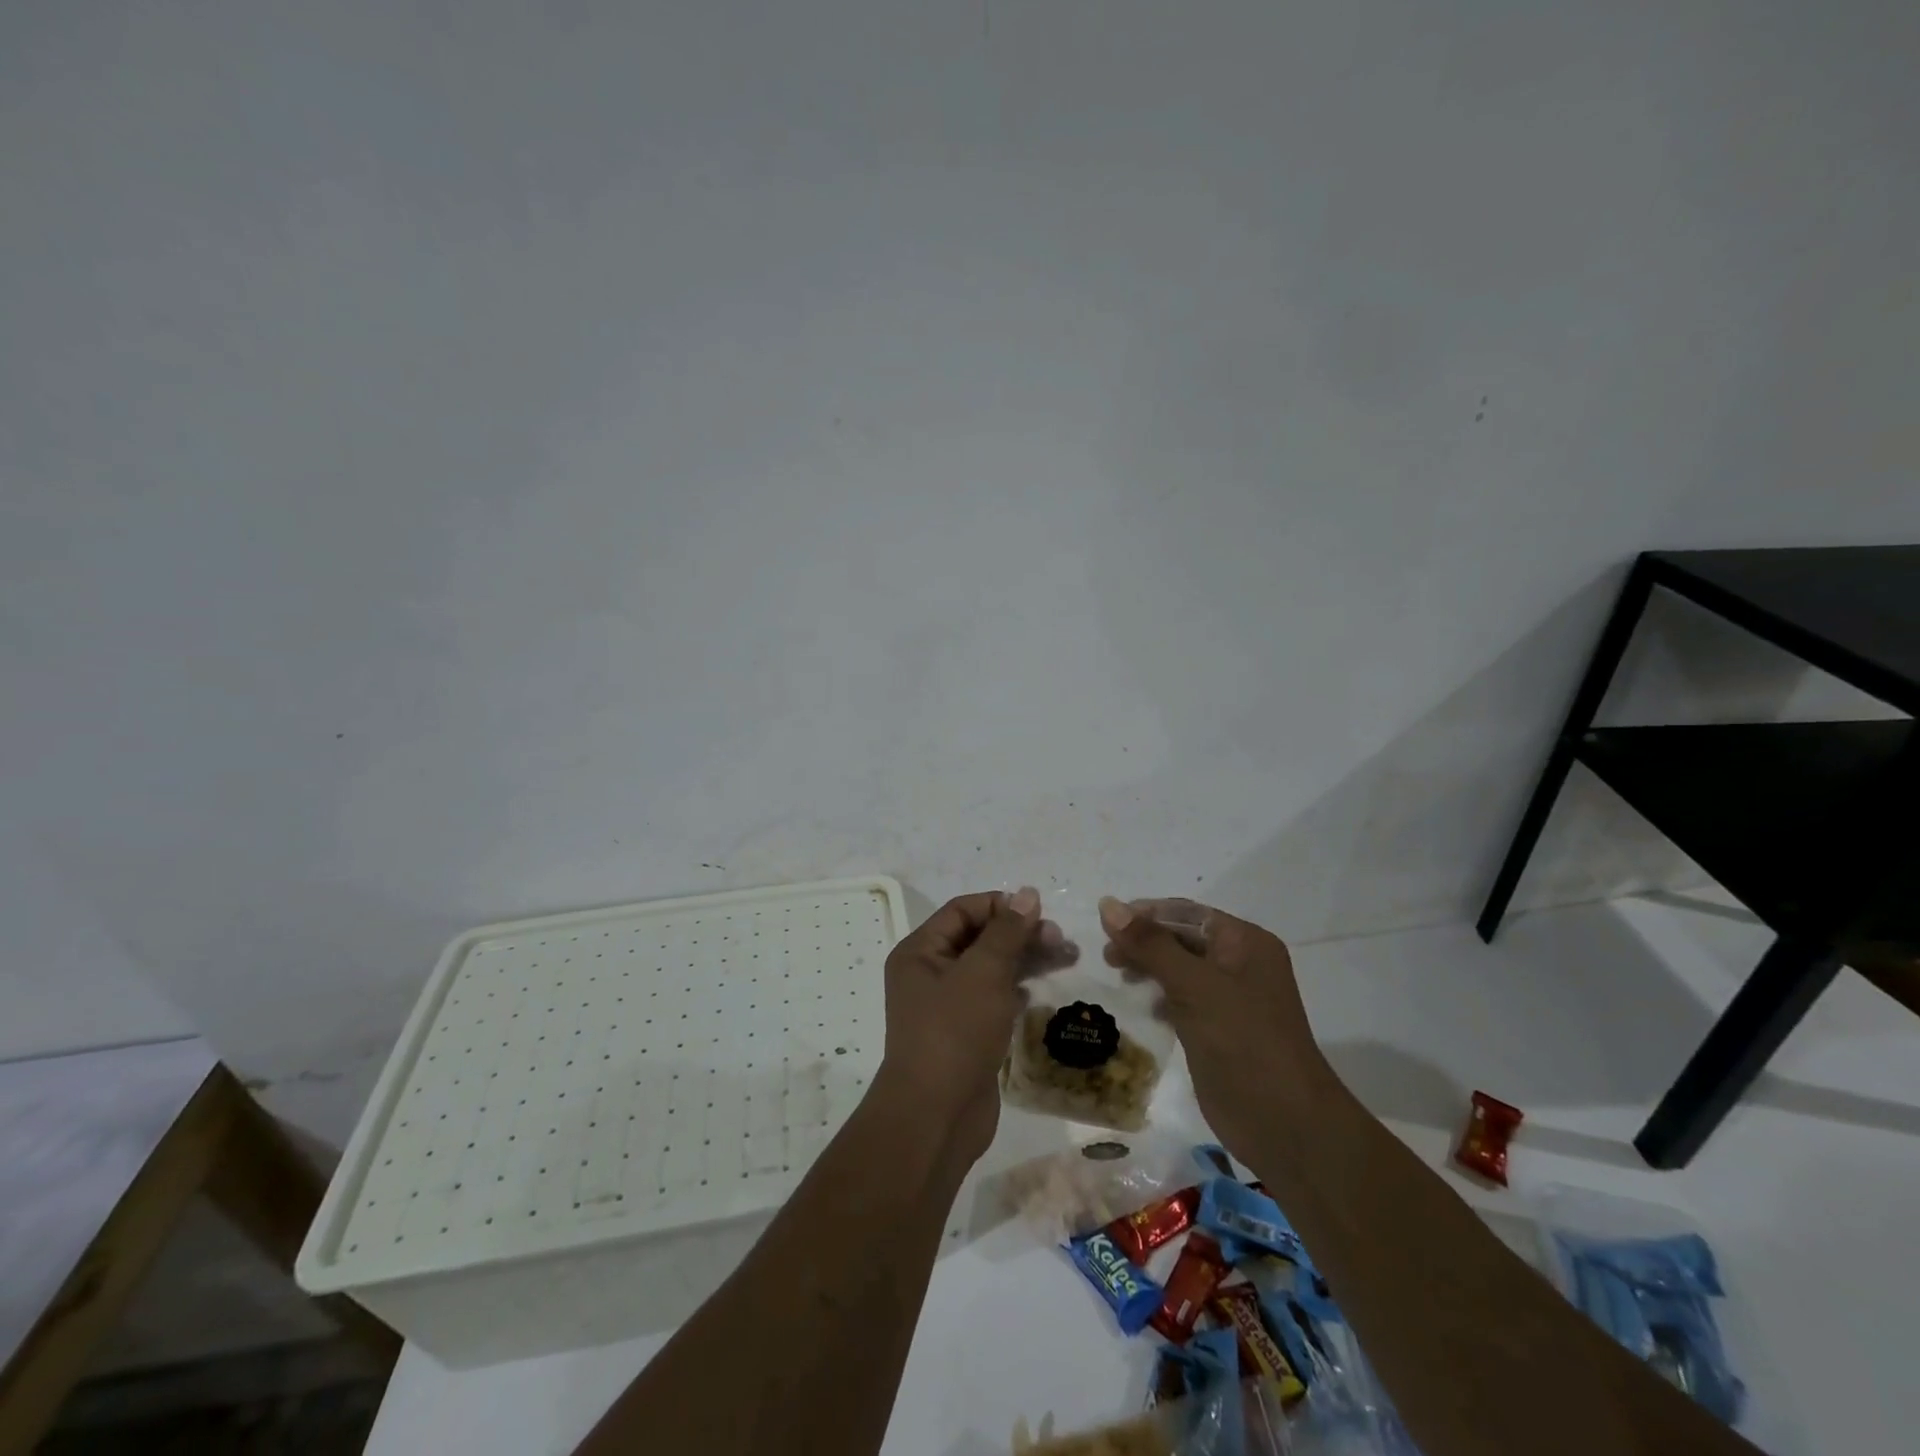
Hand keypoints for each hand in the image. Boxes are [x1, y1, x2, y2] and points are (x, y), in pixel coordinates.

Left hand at [877, 888, 1076, 1162]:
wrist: (936, 1116)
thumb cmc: (955, 1032)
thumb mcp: (983, 973)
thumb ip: (1007, 931)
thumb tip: (1026, 894)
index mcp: (920, 951)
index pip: (962, 910)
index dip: (1001, 906)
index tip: (1041, 912)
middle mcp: (928, 973)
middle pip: (979, 938)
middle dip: (1020, 934)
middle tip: (1061, 940)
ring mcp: (946, 1006)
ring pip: (990, 969)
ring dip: (1025, 960)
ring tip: (1067, 959)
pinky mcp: (964, 1034)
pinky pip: (992, 999)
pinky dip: (1016, 990)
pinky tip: (1039, 991)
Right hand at [1098, 896, 1332, 1161]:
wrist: (1284, 1123)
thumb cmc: (1242, 1041)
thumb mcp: (1193, 985)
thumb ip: (1149, 944)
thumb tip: (1108, 904)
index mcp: (1245, 942)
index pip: (1186, 913)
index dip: (1145, 914)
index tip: (1105, 925)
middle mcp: (1241, 963)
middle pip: (1182, 938)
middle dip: (1144, 942)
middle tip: (1108, 957)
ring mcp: (1232, 999)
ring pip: (1181, 969)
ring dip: (1149, 968)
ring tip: (1120, 977)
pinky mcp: (1221, 1030)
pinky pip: (1184, 999)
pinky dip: (1161, 997)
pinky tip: (1146, 1008)